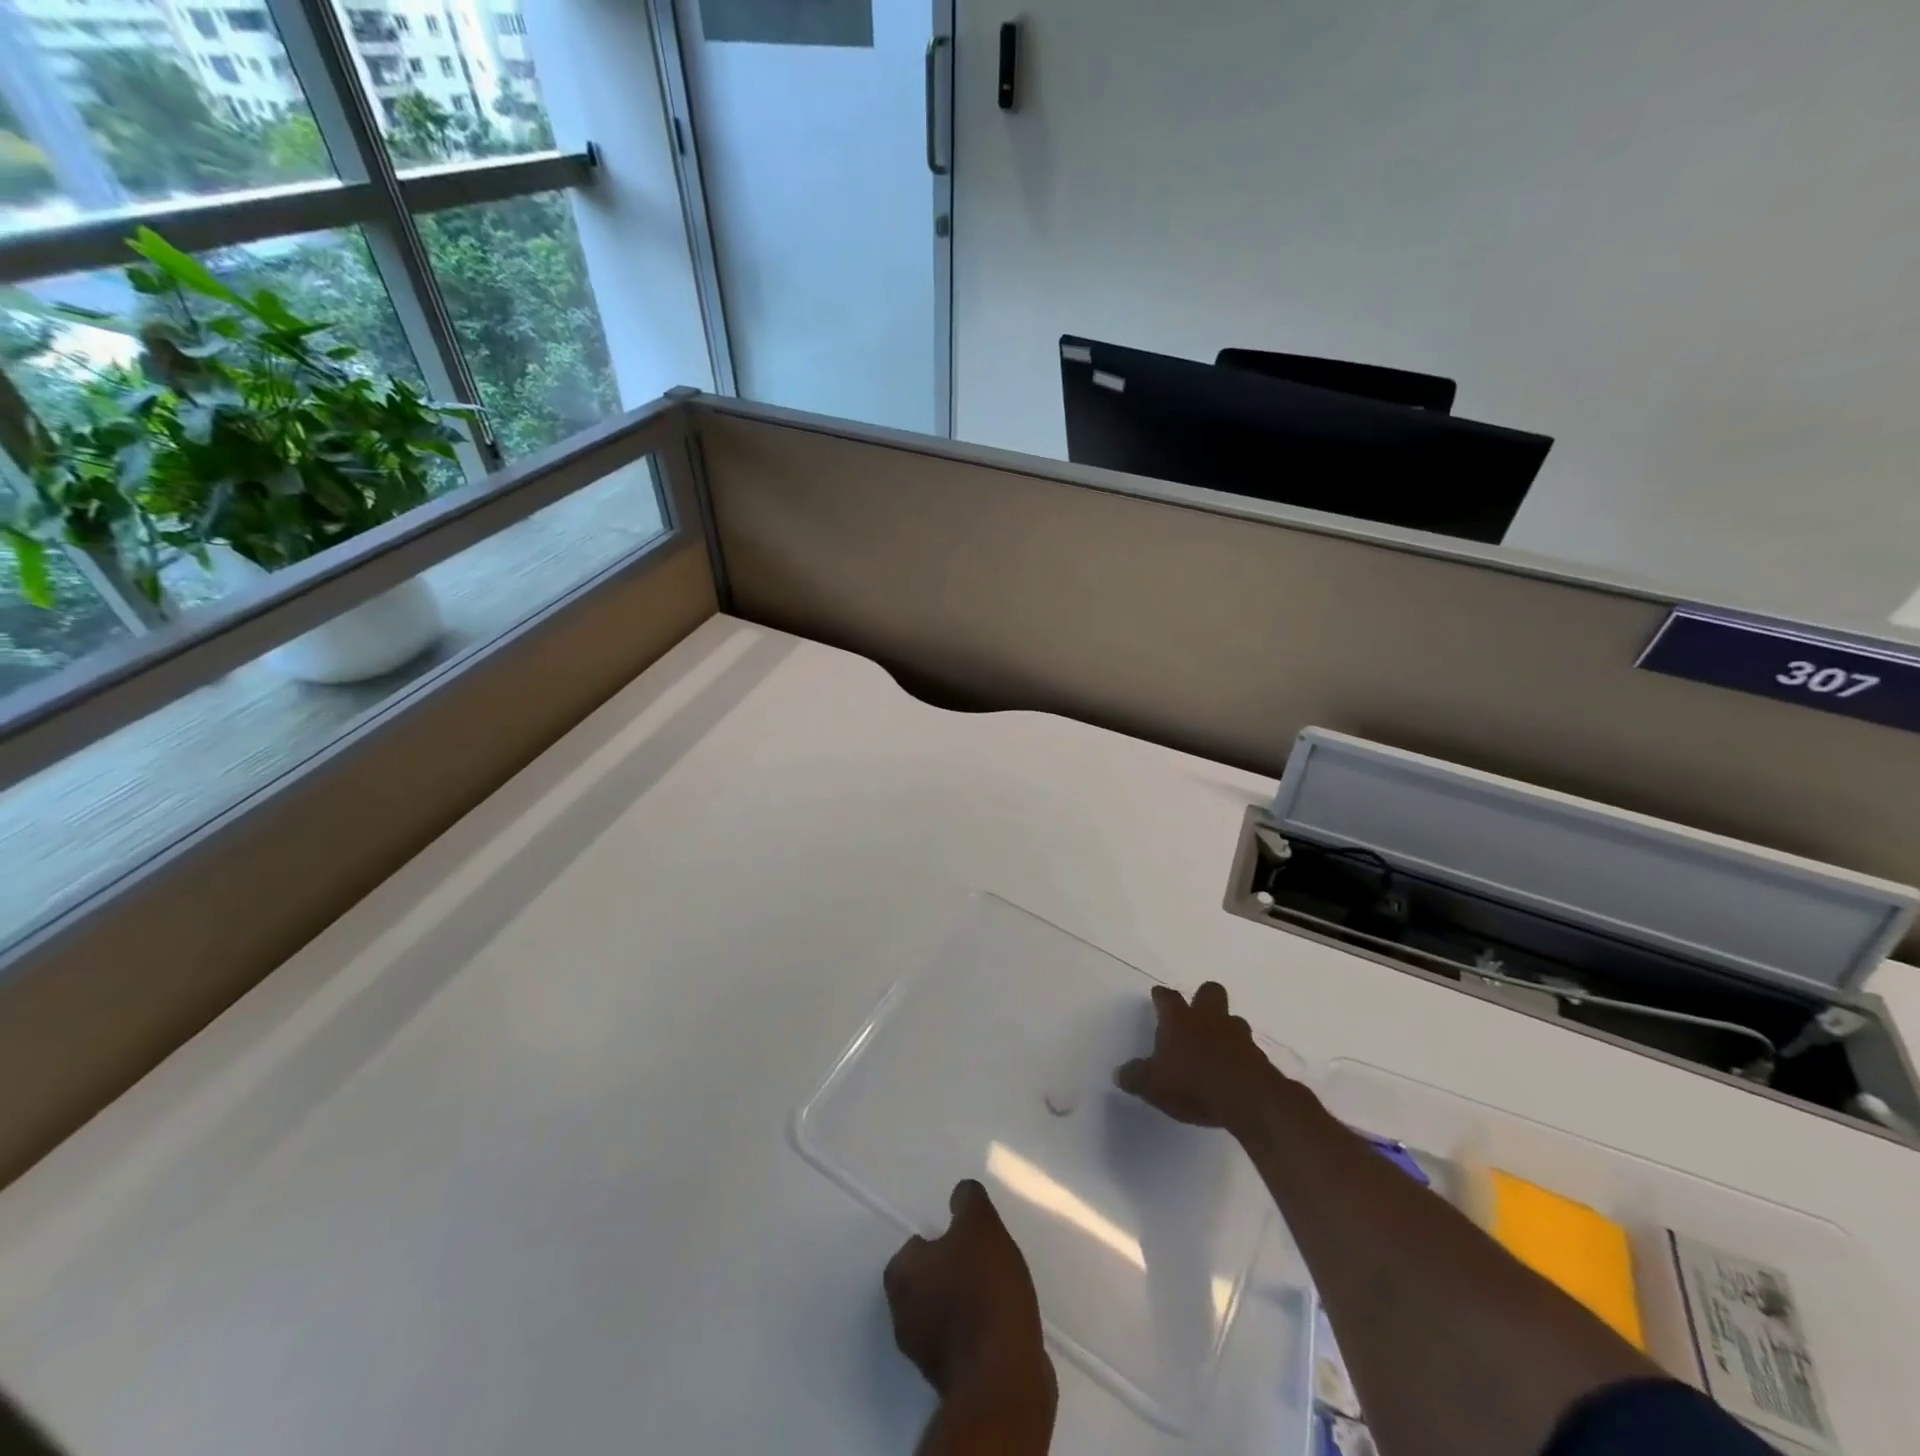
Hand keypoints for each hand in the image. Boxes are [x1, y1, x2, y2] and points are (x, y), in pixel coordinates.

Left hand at [883, 1180, 1054, 1407]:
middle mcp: (902, 1315)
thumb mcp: (980, 1226)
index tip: (965, 1240)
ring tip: (997, 1291)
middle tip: (982, 1262)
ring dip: (964, 1303)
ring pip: (942, 1313)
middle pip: (926, 1281)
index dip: (940, 1240)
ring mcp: (924, 1355)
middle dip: (950, 1272)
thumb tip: (961, 1193)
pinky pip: (961, 1342)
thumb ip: (968, 1201)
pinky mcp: (950, 1381)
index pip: (914, 1247)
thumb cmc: (983, 1291)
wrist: (1003, 1378)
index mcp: (902, 1275)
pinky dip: (976, 1332)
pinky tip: (1001, 1323)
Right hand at [1114, 981, 1281, 1135]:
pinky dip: (1240, 1055)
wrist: (1248, 1100)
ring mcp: (1237, 1035)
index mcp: (1179, 1019)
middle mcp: (1209, 1018)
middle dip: (1203, 999)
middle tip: (1195, 1014)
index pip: (1167, 997)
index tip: (1157, 996)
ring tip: (1216, 1046)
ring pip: (1232, 1019)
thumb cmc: (1193, 1084)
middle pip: (1209, 992)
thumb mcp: (1152, 1085)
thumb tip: (1120, 1074)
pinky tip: (1233, 1071)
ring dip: (1225, 1028)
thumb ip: (1135, 1077)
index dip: (1161, 996)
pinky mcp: (1258, 1056)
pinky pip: (1247, 1047)